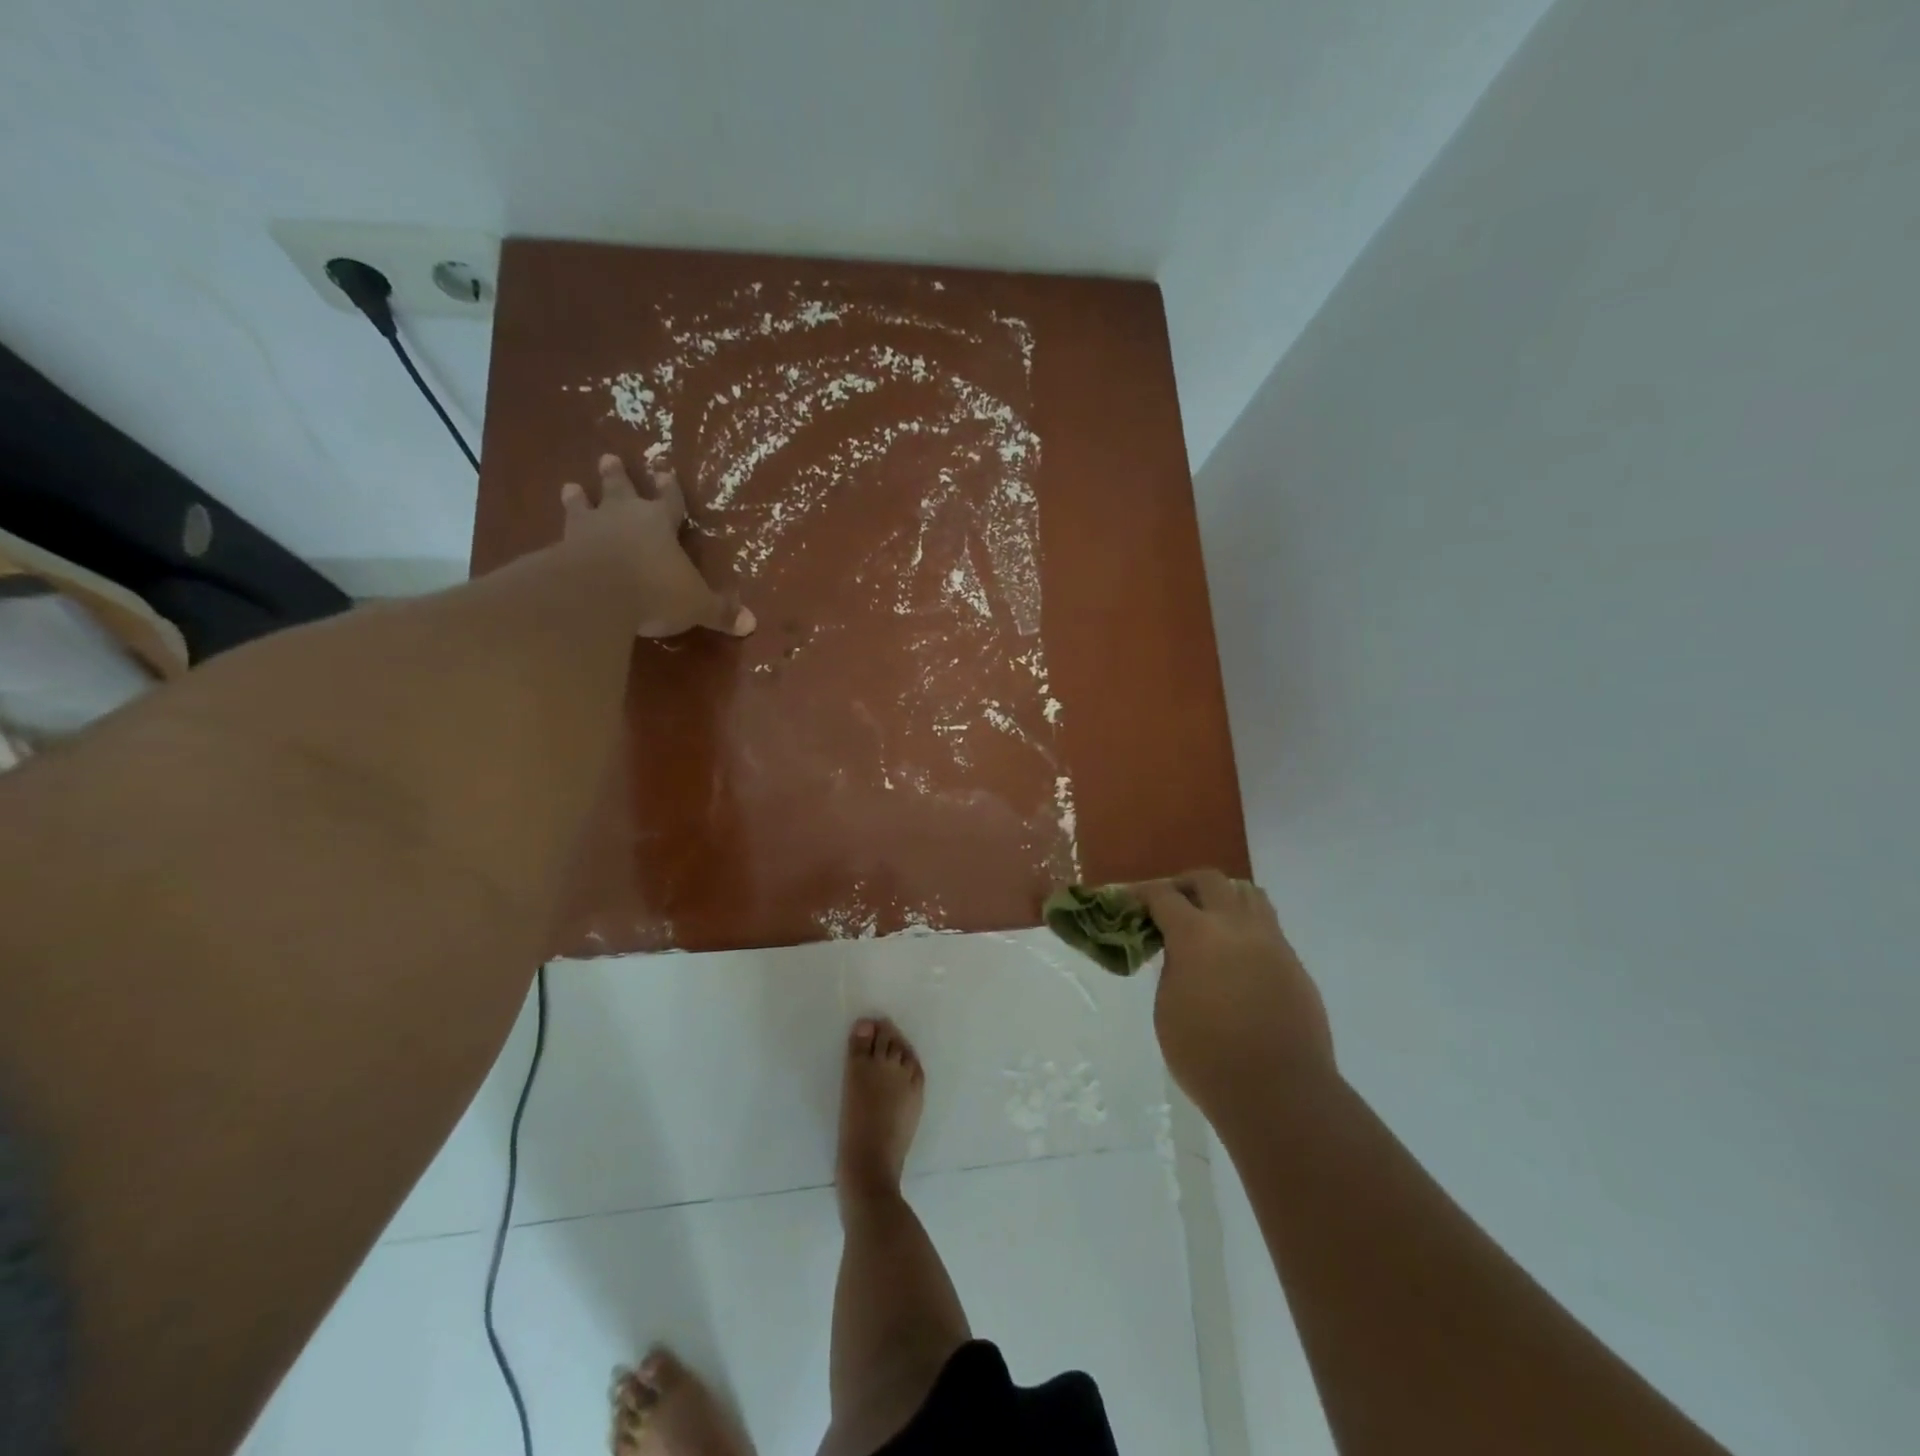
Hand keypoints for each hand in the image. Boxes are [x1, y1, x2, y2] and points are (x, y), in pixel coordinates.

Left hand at [560, 452, 755, 637]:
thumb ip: (719, 612)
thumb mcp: (696, 604)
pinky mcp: (559, 551)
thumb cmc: (655, 590)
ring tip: (570, 486)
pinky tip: (551, 541)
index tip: (665, 470)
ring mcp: (586, 531)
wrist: (594, 594)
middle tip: (608, 458)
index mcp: (659, 523)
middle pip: (620, 489)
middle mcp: (622, 518)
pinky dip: (558, 538)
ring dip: (578, 498)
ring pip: (582, 506)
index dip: (669, 488)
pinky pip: (560, 539)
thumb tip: (750, 623)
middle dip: (616, 475)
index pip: (669, 500)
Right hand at [1139, 871, 1334, 1117]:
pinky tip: (1236, 957)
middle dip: (1185, 886)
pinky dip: (1246, 928)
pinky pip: (1268, 928)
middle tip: (1170, 905)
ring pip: (1248, 895)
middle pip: (1210, 880)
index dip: (1142, 894)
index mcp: (1197, 935)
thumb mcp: (1167, 1009)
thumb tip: (1181, 953)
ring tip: (1209, 921)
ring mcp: (1271, 943)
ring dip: (1223, 898)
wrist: (1280, 1094)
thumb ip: (1172, 969)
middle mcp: (1236, 927)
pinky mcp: (1294, 965)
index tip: (1129, 901)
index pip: (1164, 896)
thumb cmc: (1207, 1057)